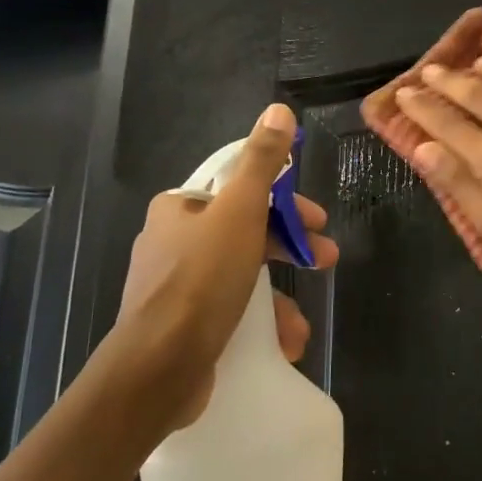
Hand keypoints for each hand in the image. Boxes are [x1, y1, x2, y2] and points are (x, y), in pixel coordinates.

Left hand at [108, 103, 338, 430]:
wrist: (156, 371)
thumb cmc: (201, 281)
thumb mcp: (239, 212)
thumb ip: (262, 162)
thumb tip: (279, 110)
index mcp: (180, 209)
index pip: (240, 190)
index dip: (284, 202)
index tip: (316, 221)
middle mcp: (173, 242)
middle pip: (246, 232)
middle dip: (290, 248)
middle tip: (325, 260)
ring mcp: (176, 288)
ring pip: (242, 278)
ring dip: (279, 296)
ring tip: (300, 322)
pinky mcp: (182, 328)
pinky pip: (230, 313)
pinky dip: (259, 323)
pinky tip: (283, 342)